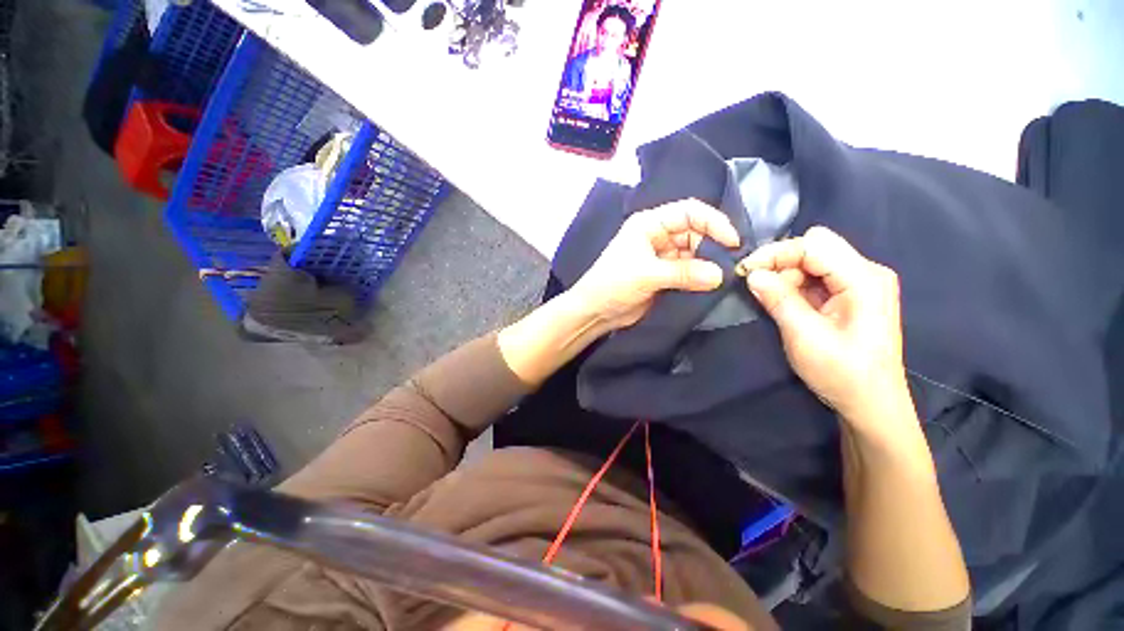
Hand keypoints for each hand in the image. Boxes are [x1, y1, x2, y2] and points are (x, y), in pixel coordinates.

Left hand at [569, 200, 740, 330]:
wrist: (595, 311)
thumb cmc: (613, 284)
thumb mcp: (647, 275)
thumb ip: (684, 273)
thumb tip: (720, 274)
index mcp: (649, 224)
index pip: (688, 212)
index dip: (713, 222)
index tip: (733, 242)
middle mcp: (657, 236)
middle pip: (694, 232)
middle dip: (712, 246)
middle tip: (729, 266)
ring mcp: (660, 256)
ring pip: (693, 253)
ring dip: (707, 264)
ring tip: (722, 278)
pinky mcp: (663, 275)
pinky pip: (687, 271)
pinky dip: (699, 277)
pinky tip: (710, 285)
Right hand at [738, 226, 912, 438]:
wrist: (871, 404)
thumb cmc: (842, 373)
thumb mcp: (805, 336)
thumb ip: (779, 300)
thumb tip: (751, 274)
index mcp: (864, 279)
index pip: (813, 245)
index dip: (775, 253)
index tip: (745, 271)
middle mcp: (866, 272)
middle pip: (814, 247)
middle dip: (780, 262)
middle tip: (759, 287)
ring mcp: (859, 282)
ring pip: (812, 260)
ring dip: (785, 275)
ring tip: (771, 299)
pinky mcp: (850, 294)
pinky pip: (815, 276)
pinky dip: (794, 284)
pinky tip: (785, 302)